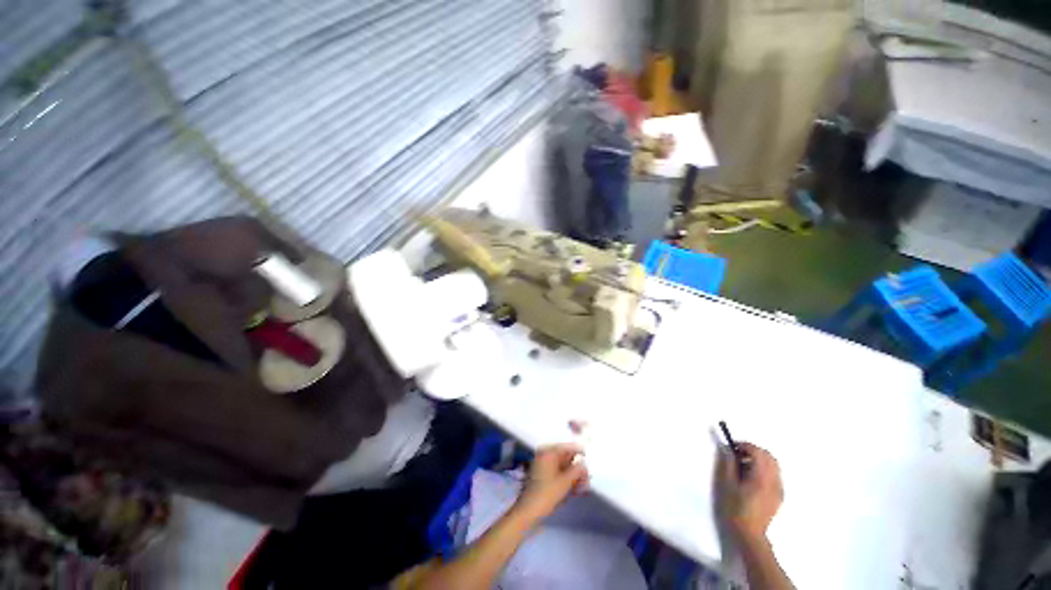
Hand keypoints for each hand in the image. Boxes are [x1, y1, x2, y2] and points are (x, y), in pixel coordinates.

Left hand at [514, 444, 588, 522]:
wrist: (528, 512)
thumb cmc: (547, 493)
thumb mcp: (565, 481)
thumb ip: (577, 470)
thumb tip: (584, 463)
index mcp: (548, 453)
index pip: (566, 448)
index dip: (578, 452)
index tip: (589, 458)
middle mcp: (544, 457)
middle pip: (565, 458)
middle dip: (577, 468)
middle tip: (588, 477)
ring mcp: (542, 468)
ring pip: (562, 469)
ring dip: (574, 476)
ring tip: (585, 486)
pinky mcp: (542, 480)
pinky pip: (557, 476)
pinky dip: (567, 482)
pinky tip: (577, 490)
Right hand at [717, 442, 782, 541]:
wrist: (748, 535)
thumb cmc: (734, 509)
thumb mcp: (726, 484)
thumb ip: (728, 464)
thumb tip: (727, 449)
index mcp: (761, 478)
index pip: (758, 452)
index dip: (745, 445)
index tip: (732, 447)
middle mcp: (774, 482)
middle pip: (769, 457)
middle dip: (753, 451)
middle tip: (737, 455)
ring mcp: (779, 490)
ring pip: (773, 465)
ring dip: (759, 460)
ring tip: (743, 467)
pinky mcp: (779, 497)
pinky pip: (774, 475)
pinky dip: (763, 470)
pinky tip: (751, 479)